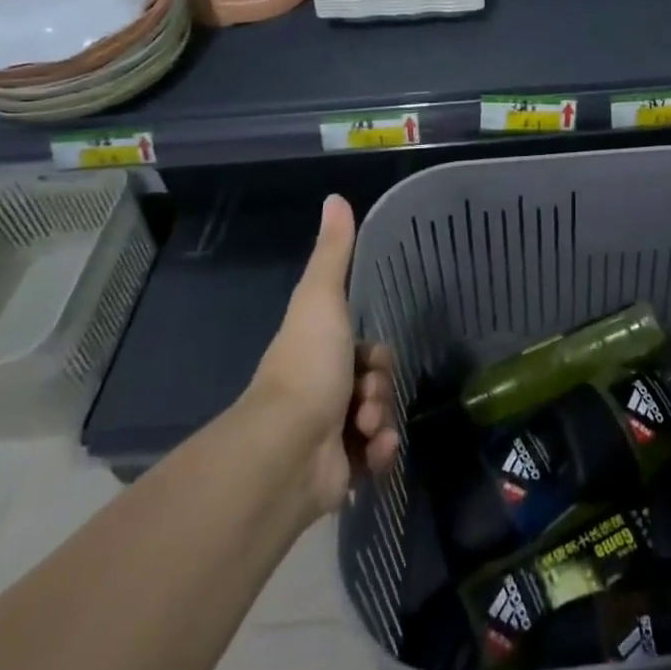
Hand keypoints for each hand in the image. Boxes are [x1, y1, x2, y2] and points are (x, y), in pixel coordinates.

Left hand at [248, 195, 399, 518]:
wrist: (288, 449)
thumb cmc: (307, 365)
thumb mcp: (321, 297)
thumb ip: (333, 251)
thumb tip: (335, 197)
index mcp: (318, 353)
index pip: (365, 350)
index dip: (376, 353)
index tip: (371, 359)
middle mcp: (322, 391)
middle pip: (376, 382)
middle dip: (381, 388)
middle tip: (366, 397)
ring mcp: (329, 435)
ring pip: (380, 417)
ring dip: (382, 418)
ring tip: (366, 428)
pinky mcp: (339, 472)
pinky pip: (376, 455)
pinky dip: (381, 452)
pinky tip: (373, 452)